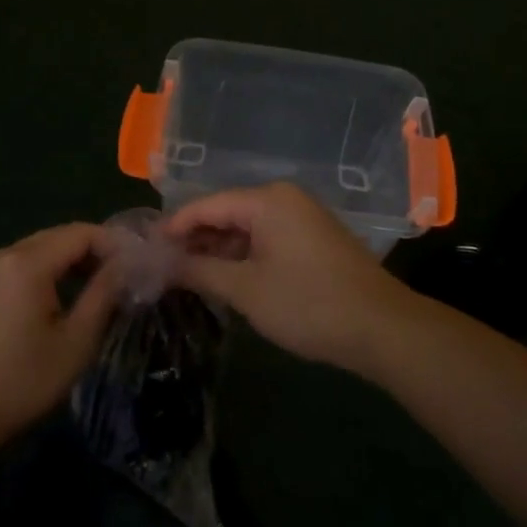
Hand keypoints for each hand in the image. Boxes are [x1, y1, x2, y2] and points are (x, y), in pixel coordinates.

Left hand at [0, 223, 122, 452]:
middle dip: (92, 252)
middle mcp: (2, 255)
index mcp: (27, 262)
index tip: (136, 266)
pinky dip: (42, 274)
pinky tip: (54, 302)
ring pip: (36, 252)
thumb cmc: (20, 382)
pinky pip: (16, 267)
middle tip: (120, 279)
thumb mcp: (75, 342)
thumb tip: (125, 265)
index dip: (113, 244)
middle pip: (57, 237)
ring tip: (93, 291)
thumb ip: (103, 295)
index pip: (81, 233)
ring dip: (67, 263)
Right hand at [165, 182, 417, 378]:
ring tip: (187, 277)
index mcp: (266, 199)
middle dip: (194, 240)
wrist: (382, 328)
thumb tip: (161, 262)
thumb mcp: (245, 289)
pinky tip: (225, 278)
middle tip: (162, 267)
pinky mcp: (314, 238)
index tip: (145, 250)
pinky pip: (267, 238)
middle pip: (226, 212)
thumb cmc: (307, 304)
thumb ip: (199, 270)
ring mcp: (303, 217)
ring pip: (246, 227)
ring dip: (218, 250)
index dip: (173, 228)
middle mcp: (284, 198)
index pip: (205, 205)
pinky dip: (244, 255)